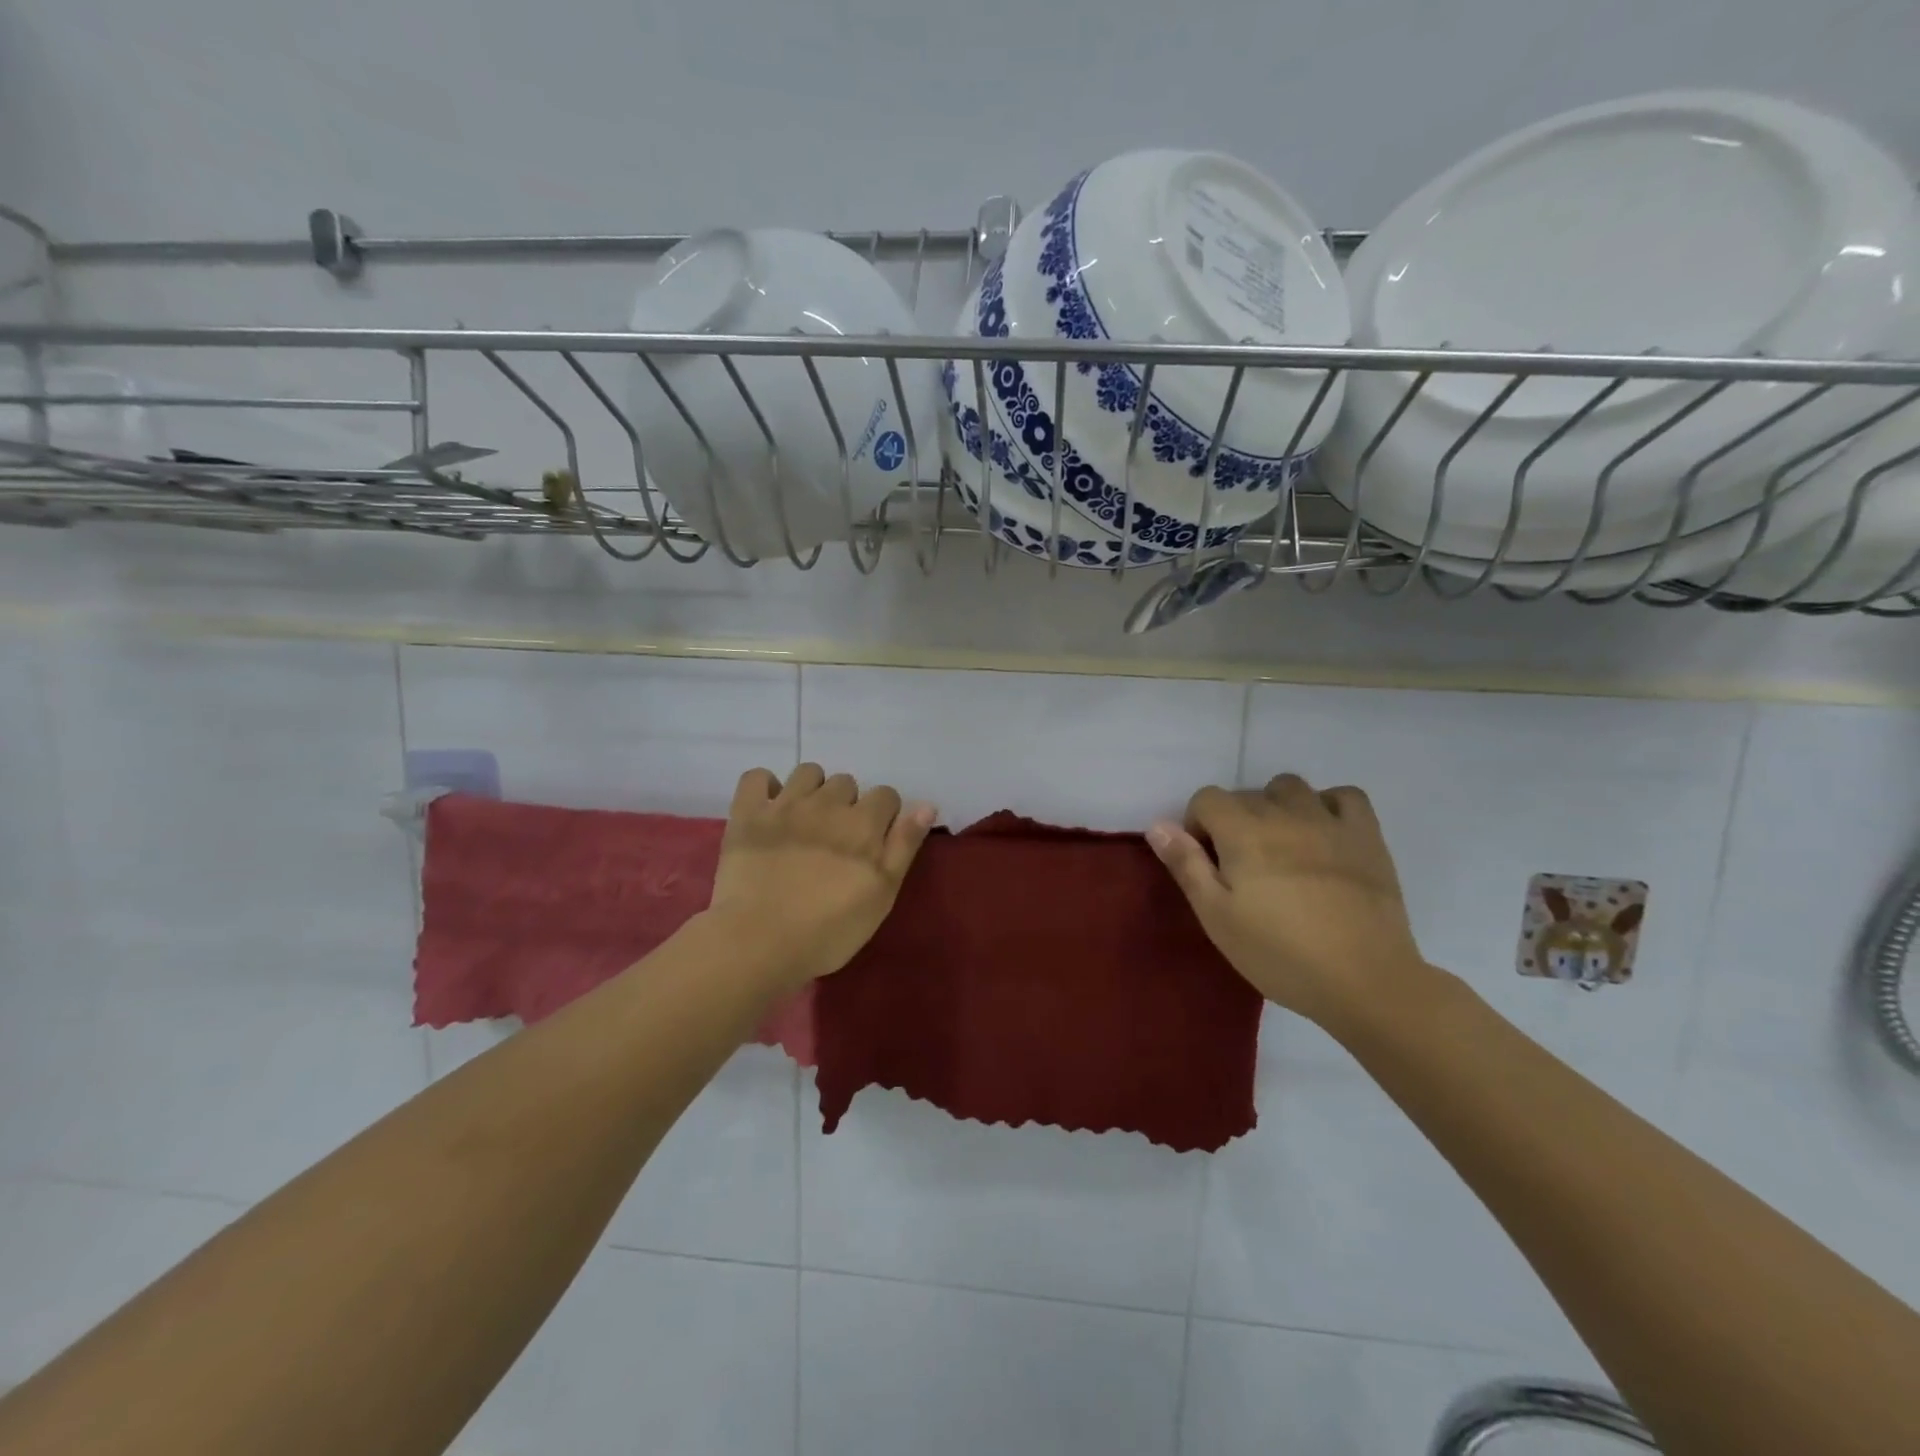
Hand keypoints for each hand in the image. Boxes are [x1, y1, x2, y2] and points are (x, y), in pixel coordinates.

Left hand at [707, 764, 936, 989]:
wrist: (759, 941)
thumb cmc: (829, 929)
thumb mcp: (882, 895)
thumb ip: (904, 846)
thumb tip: (927, 805)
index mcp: (863, 823)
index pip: (886, 795)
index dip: (884, 815)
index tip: (874, 841)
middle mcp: (827, 803)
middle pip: (846, 782)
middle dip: (847, 803)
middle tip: (837, 838)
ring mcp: (784, 805)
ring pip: (807, 772)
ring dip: (812, 789)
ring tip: (806, 820)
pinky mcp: (748, 814)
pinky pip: (757, 777)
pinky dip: (765, 786)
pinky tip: (769, 807)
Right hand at [1147, 775, 1428, 1029]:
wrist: (1365, 980)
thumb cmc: (1280, 954)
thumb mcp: (1217, 917)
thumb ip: (1186, 865)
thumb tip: (1157, 826)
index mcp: (1243, 832)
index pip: (1207, 798)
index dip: (1198, 825)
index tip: (1207, 862)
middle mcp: (1284, 814)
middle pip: (1246, 794)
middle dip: (1234, 821)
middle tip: (1242, 867)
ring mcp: (1329, 821)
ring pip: (1291, 788)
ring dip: (1276, 807)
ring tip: (1280, 846)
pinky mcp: (1367, 836)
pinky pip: (1344, 796)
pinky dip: (1328, 806)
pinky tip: (1323, 834)